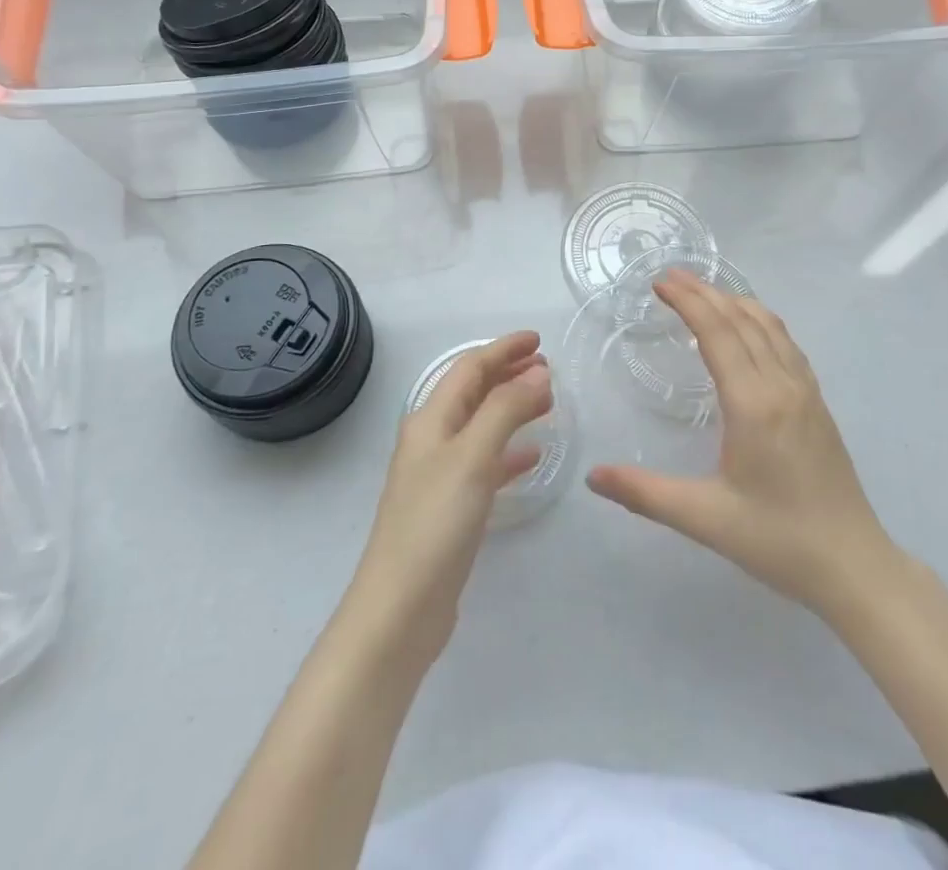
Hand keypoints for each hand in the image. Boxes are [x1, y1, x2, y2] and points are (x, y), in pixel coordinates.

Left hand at [345, 332, 551, 668]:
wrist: (400, 608)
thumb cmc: (435, 522)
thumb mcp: (473, 456)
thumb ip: (506, 410)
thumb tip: (538, 373)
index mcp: (431, 420)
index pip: (469, 368)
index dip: (503, 350)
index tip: (538, 340)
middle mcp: (432, 440)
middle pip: (473, 393)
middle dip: (508, 374)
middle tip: (547, 367)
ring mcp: (440, 475)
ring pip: (481, 425)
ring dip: (512, 408)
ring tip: (547, 403)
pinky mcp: (451, 507)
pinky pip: (485, 463)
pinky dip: (509, 451)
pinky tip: (532, 456)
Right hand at [587, 272, 905, 622]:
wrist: (855, 566)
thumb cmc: (778, 541)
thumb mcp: (705, 519)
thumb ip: (645, 494)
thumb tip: (593, 477)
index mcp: (753, 404)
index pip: (717, 333)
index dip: (688, 302)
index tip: (660, 283)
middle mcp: (782, 386)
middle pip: (741, 320)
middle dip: (705, 292)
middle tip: (670, 276)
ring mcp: (805, 391)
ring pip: (769, 327)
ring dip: (734, 301)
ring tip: (703, 291)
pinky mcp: (818, 403)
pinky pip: (787, 344)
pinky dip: (761, 321)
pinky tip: (750, 327)